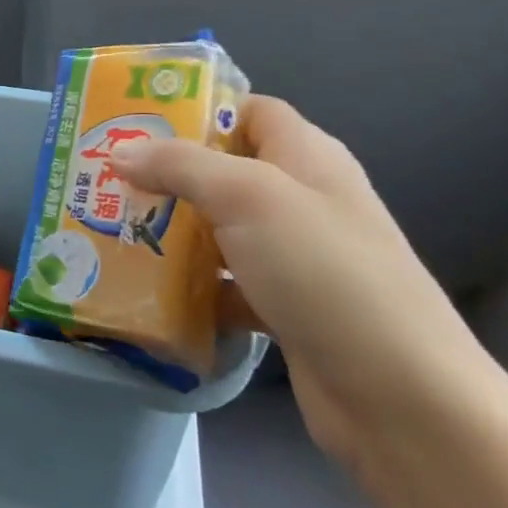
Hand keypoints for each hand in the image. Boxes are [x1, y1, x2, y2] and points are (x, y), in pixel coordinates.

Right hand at [109, 97, 486, 469]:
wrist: (401, 400)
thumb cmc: (326, 273)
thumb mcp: (248, 198)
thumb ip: (180, 165)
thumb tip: (120, 152)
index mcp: (306, 157)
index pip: (248, 110)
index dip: (197, 107)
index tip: (135, 119)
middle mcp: (301, 199)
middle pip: (224, 169)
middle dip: (166, 171)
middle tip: (105, 176)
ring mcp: (294, 257)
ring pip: (218, 228)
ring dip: (171, 228)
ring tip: (110, 226)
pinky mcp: (283, 306)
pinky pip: (223, 281)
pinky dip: (189, 284)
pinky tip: (145, 288)